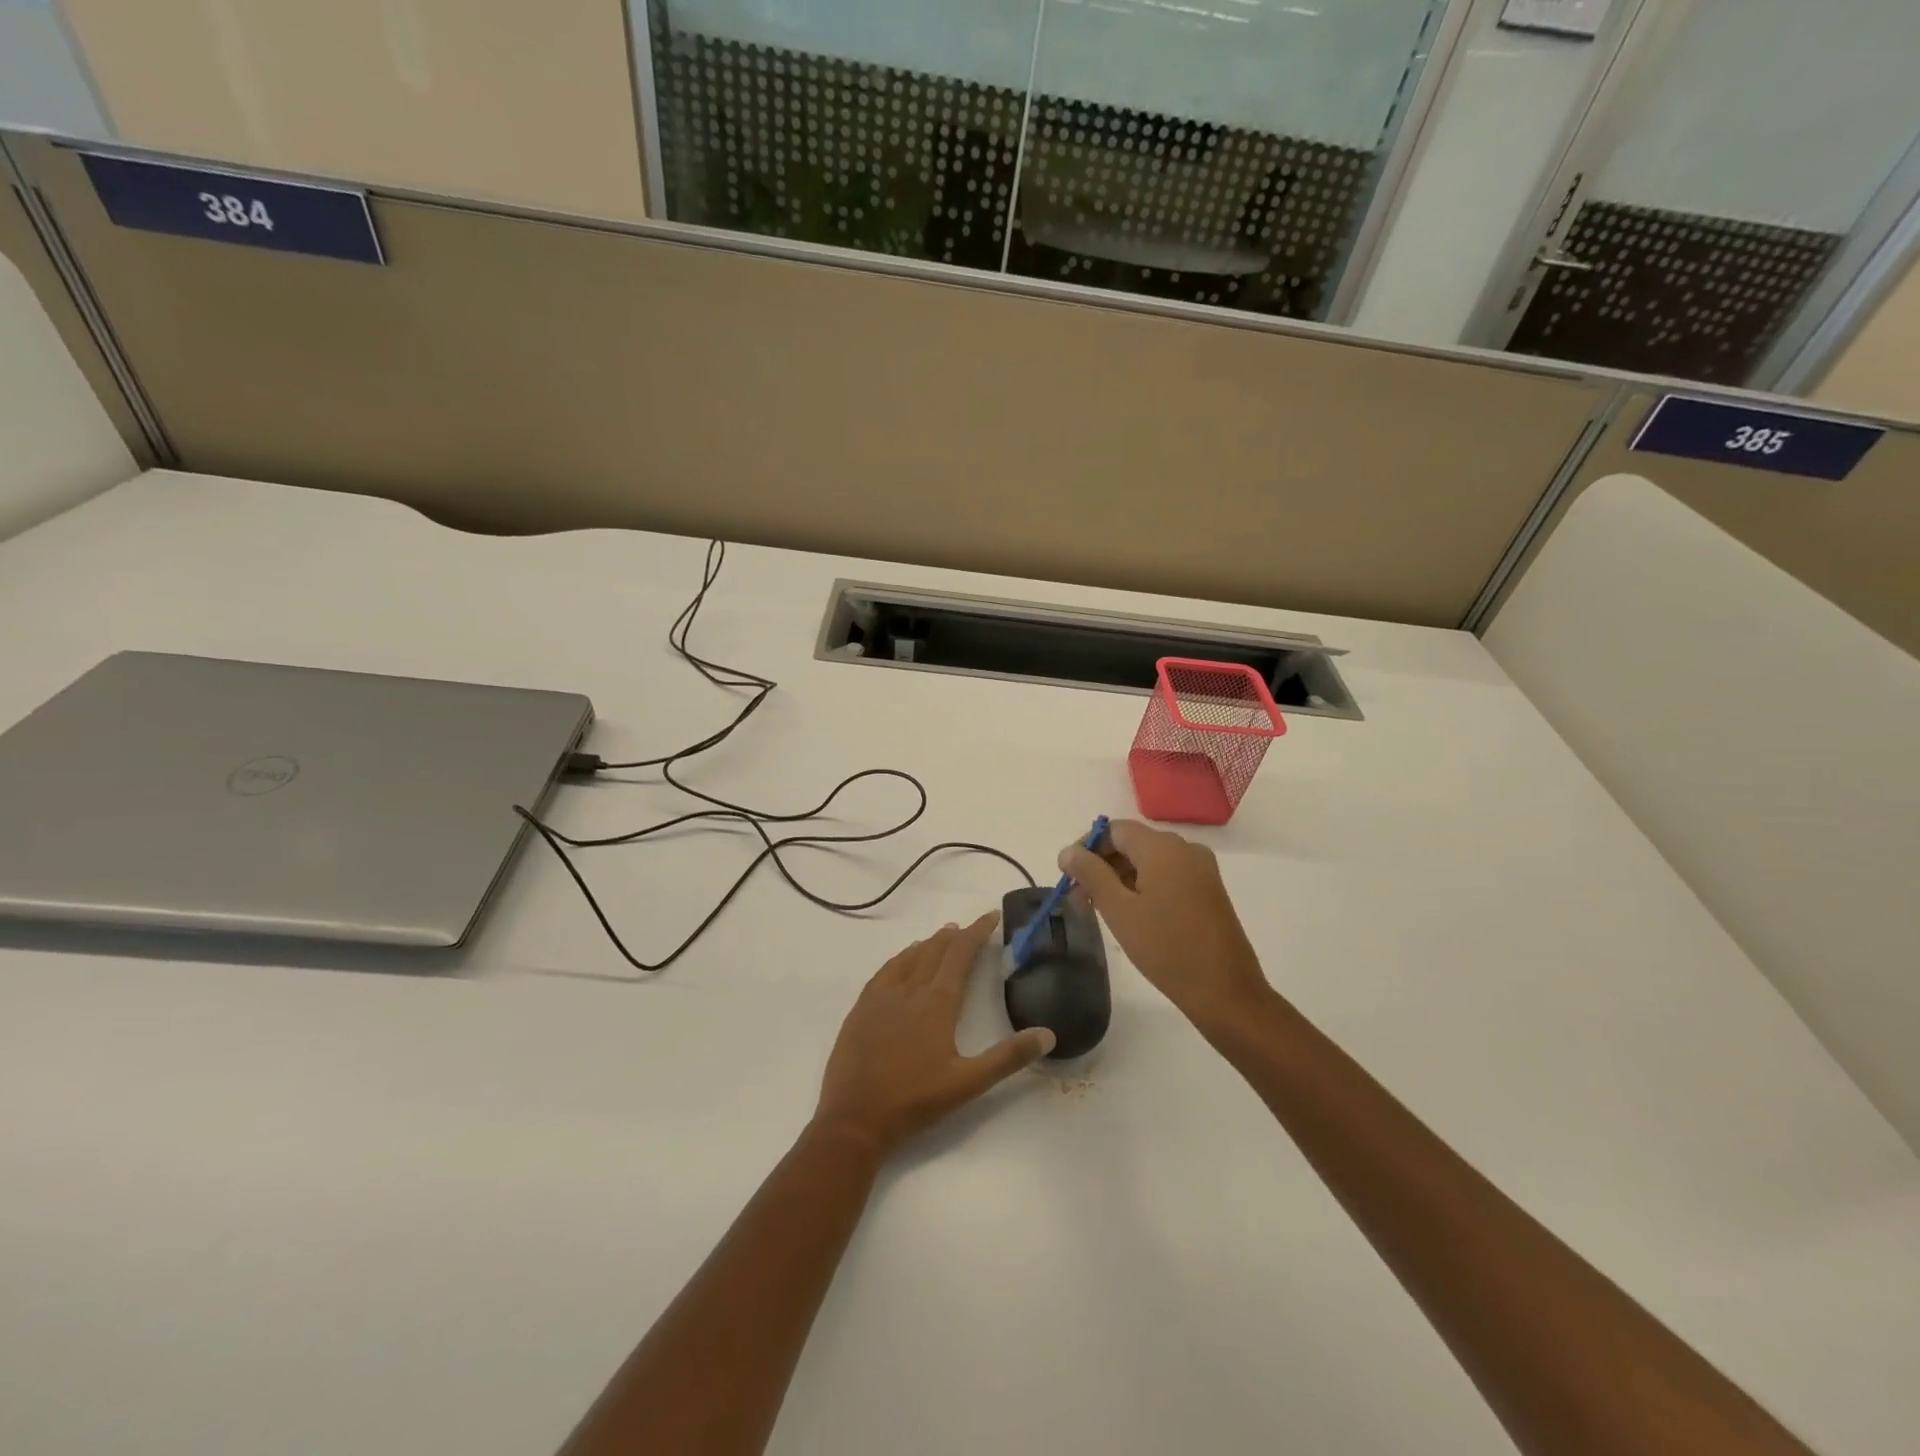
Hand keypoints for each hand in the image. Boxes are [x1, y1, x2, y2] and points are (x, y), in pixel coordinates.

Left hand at [814, 914, 1055, 1156]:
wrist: (854, 1118)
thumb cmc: (915, 1100)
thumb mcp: (968, 1083)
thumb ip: (1008, 1057)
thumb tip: (1047, 1034)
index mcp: (937, 1003)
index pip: (960, 955)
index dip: (976, 933)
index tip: (990, 916)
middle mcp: (909, 990)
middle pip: (935, 951)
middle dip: (955, 936)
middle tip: (969, 928)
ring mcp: (881, 997)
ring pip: (909, 957)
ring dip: (929, 944)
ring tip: (942, 937)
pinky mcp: (862, 1008)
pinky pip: (886, 971)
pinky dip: (901, 958)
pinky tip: (903, 961)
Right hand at [1059, 819, 1271, 1029]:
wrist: (1225, 991)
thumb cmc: (1165, 948)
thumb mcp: (1118, 910)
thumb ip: (1090, 874)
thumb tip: (1068, 851)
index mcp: (1162, 847)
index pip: (1114, 830)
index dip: (1087, 848)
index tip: (1069, 877)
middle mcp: (1185, 848)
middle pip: (1132, 843)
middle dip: (1101, 865)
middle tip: (1080, 899)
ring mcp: (1201, 869)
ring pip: (1149, 861)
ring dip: (1121, 878)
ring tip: (1101, 910)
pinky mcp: (1208, 889)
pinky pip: (1168, 875)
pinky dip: (1144, 886)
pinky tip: (1131, 914)